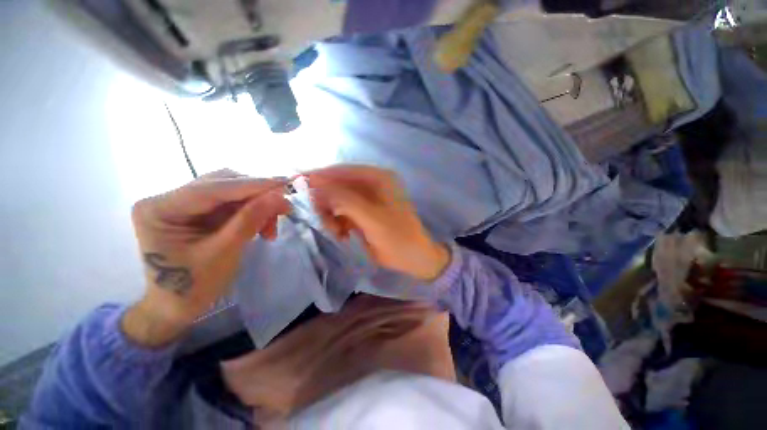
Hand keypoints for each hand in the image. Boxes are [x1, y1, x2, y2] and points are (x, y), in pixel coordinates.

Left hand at [123, 170, 289, 346]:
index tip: (284, 183)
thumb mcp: (224, 252)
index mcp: (159, 209)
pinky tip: (262, 228)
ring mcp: (185, 204)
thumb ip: (250, 220)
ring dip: (258, 206)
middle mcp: (169, 199)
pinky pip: (233, 204)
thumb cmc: (193, 285)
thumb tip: (279, 196)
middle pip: (223, 184)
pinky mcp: (199, 212)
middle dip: (257, 196)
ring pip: (232, 193)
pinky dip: (253, 213)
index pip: (212, 188)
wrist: (178, 306)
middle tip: (284, 208)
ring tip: (272, 227)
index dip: (252, 185)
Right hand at [305, 165, 449, 281]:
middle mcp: (372, 183)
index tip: (295, 182)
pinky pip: (341, 211)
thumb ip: (345, 201)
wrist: (413, 257)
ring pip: (337, 199)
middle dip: (325, 201)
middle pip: (338, 185)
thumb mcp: (372, 219)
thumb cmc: (398, 237)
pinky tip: (342, 234)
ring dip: (330, 214)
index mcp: (378, 177)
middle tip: (319, 218)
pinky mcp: (363, 211)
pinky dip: (337, 222)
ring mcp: (367, 197)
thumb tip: (316, 187)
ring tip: (335, 232)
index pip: (342, 171)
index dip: (319, 176)